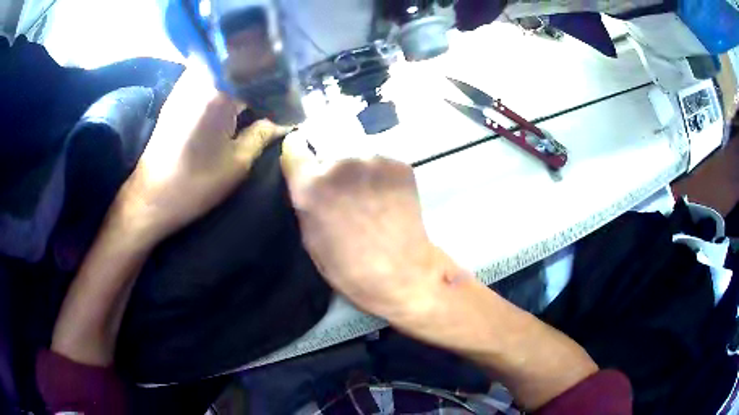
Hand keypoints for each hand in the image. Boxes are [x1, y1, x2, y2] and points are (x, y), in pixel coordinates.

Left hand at [117, 59, 287, 241]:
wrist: (151, 198)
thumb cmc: (195, 184)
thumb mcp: (237, 163)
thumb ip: (263, 135)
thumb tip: (283, 121)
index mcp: (217, 92)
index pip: (258, 71)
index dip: (279, 79)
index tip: (294, 90)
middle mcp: (200, 77)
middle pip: (240, 63)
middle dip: (262, 74)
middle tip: (280, 90)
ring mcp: (186, 83)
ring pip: (224, 67)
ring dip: (243, 77)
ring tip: (261, 93)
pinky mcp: (177, 94)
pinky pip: (209, 76)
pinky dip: (226, 83)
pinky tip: (235, 99)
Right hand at [280, 134, 459, 320]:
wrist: (401, 274)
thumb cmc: (348, 267)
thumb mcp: (311, 238)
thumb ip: (306, 200)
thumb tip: (307, 180)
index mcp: (311, 185)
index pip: (294, 146)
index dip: (298, 152)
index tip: (302, 157)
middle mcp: (340, 163)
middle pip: (329, 154)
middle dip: (331, 169)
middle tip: (345, 195)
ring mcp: (373, 161)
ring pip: (357, 158)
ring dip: (359, 172)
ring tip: (370, 199)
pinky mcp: (400, 165)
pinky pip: (382, 165)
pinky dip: (382, 177)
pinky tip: (389, 199)